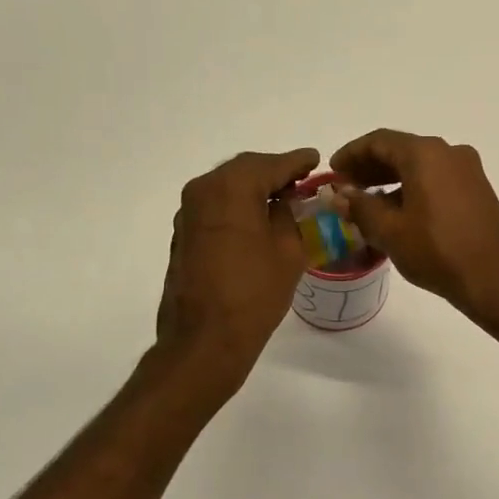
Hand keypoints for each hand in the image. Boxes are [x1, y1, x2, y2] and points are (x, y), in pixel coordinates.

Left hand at [156, 148, 318, 391]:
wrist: (205, 339)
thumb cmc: (254, 294)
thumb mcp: (288, 251)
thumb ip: (288, 216)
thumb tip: (285, 202)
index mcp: (231, 188)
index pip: (270, 164)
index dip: (296, 162)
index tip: (315, 159)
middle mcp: (202, 191)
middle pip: (244, 170)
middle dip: (274, 172)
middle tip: (301, 180)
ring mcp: (187, 214)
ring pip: (226, 188)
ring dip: (253, 189)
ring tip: (282, 199)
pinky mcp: (183, 236)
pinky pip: (215, 208)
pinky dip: (237, 206)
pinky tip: (256, 220)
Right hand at [329, 130, 498, 318]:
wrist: (493, 278)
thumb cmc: (436, 251)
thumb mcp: (389, 230)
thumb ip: (360, 207)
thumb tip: (341, 195)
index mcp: (425, 154)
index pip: (379, 141)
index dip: (351, 154)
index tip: (333, 170)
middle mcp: (449, 152)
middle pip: (401, 150)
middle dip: (371, 166)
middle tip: (347, 186)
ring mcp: (468, 170)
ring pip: (421, 165)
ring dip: (392, 178)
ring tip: (369, 202)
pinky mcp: (478, 190)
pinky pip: (438, 179)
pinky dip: (414, 187)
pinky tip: (400, 211)